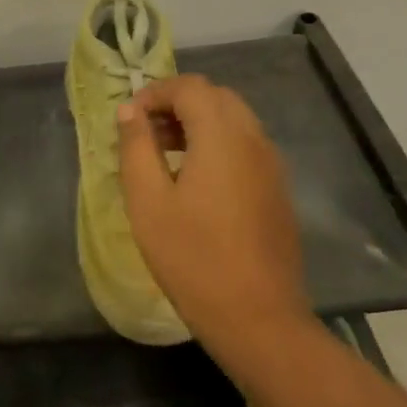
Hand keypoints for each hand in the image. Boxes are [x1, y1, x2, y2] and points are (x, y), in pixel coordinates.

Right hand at [115, 75, 308, 355]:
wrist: (257, 318)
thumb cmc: (192, 257)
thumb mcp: (148, 201)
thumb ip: (136, 147)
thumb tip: (130, 110)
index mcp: (222, 137)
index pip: (190, 87)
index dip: (155, 92)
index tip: (129, 119)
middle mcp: (253, 140)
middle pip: (216, 97)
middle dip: (177, 104)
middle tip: (145, 133)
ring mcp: (271, 166)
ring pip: (234, 120)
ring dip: (198, 123)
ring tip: (164, 156)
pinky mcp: (277, 190)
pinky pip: (246, 146)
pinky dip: (217, 144)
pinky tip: (194, 181)